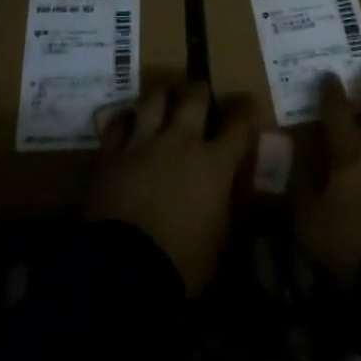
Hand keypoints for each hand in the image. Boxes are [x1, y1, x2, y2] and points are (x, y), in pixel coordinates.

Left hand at [87, 84, 256, 296]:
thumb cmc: (183, 263)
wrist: (125, 269)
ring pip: (153, 101)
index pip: (239, 125)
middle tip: (200, 91)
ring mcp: (143, 144)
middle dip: (200, 91)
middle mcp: (181, 142)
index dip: (247, 111)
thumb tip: (230, 198)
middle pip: (193, 99)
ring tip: (165, 95)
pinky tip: (127, 121)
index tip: (248, 105)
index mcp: (215, 164)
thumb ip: (227, 209)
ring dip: (162, 95)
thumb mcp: (220, 243)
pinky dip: (124, 120)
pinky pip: (117, 124)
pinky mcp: (111, 154)